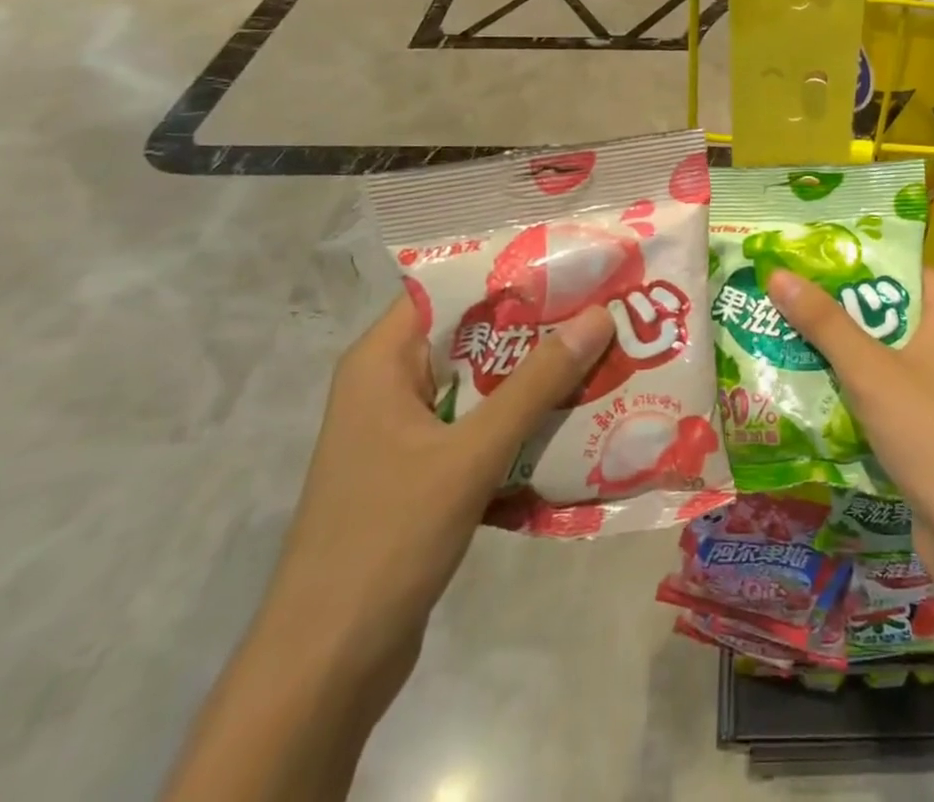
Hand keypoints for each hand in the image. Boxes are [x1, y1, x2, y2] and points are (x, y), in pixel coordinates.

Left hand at [259, 292, 613, 687]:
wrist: (326, 669)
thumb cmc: (387, 540)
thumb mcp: (471, 454)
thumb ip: (537, 383)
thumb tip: (599, 315)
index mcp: (382, 361)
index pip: (451, 287)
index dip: (512, 272)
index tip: (575, 263)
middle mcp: (391, 384)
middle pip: (474, 334)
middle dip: (539, 324)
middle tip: (606, 306)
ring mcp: (406, 430)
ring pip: (482, 382)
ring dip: (537, 374)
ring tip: (605, 352)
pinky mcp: (423, 470)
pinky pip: (481, 425)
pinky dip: (522, 419)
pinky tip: (577, 417)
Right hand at [765, 268, 933, 568]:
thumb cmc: (932, 435)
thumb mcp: (870, 372)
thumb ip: (824, 322)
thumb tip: (778, 273)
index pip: (894, 265)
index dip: (846, 261)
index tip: (797, 258)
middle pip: (885, 305)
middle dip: (834, 307)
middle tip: (778, 295)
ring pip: (884, 347)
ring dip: (840, 347)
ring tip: (781, 332)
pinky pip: (890, 381)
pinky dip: (856, 381)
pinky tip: (811, 382)